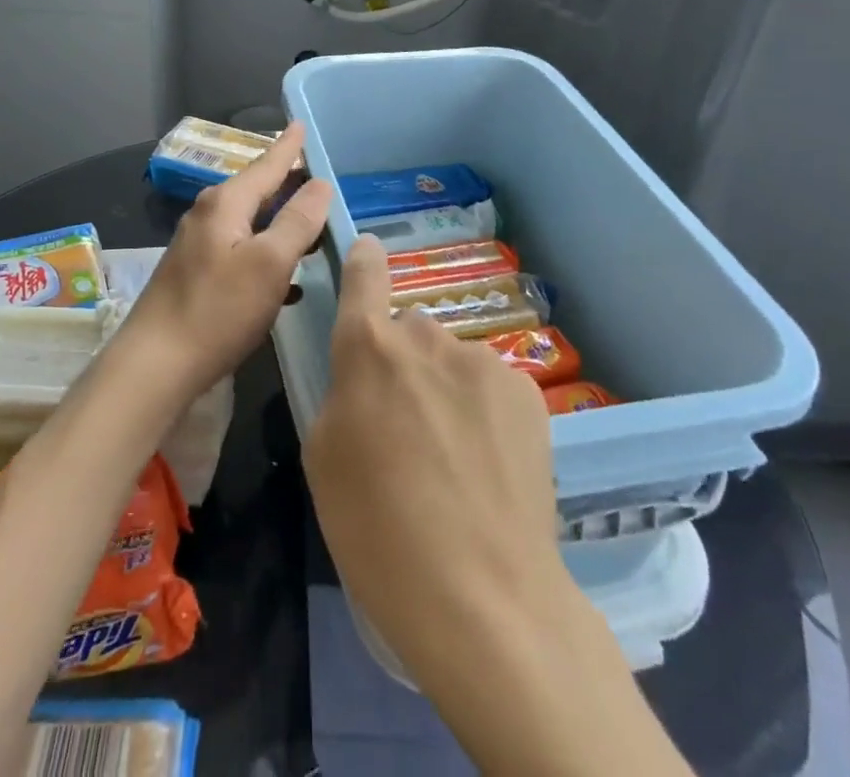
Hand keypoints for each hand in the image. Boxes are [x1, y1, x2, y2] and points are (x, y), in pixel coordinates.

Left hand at [117, 122, 332, 405]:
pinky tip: (289, 278)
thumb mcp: (269, 264)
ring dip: (281, 221)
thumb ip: (297, 221)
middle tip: (320, 175)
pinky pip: (242, 250)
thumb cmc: (217, 310)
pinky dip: (268, 253)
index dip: (288, 146)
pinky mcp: (197, 274)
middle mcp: (208, 215)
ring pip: (250, 222)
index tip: (302, 123)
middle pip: (256, 190)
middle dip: (288, 182)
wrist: (155, 365)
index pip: (266, 165)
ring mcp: (199, 246)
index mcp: (225, 204)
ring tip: (313, 224)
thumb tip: (319, 183)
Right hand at [303, 236, 564, 682]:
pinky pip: (490, 386)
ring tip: (454, 458)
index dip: (363, 260)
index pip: (364, 275)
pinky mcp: (527, 391)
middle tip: (406, 423)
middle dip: (404, 361)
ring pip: (452, 360)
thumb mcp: (323, 457)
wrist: (482, 598)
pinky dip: (484, 411)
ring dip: (446, 388)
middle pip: (409, 331)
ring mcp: (482, 361)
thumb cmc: (377, 530)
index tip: (367, 251)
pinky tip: (489, 465)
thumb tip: (367, 379)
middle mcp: (426, 337)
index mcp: (369, 348)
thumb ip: (341, 393)